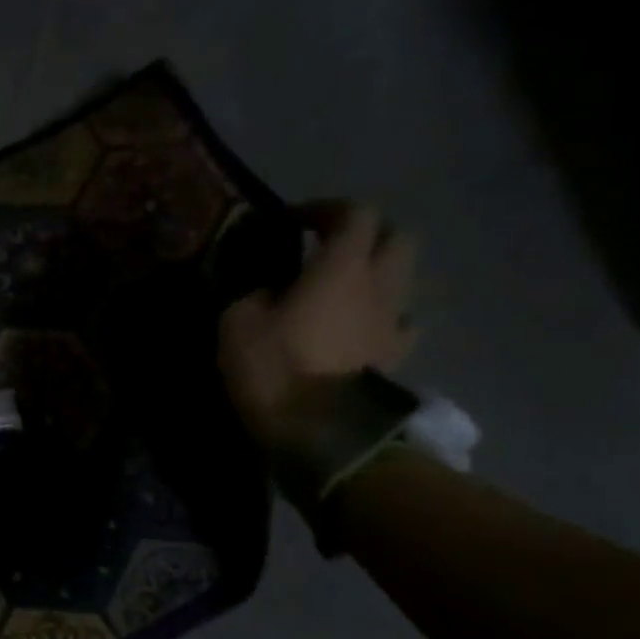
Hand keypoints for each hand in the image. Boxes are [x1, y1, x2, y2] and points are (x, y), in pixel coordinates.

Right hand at [218, 201, 417, 449]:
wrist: (317, 429)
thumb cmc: (274, 366)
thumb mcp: (237, 321)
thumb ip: (255, 294)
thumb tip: (268, 290)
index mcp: (341, 267)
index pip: (354, 213)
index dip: (324, 209)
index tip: (293, 220)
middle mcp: (380, 284)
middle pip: (397, 237)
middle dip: (366, 234)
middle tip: (329, 247)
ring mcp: (394, 322)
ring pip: (402, 278)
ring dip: (377, 273)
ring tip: (342, 289)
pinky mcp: (396, 356)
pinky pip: (400, 322)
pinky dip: (383, 316)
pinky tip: (360, 327)